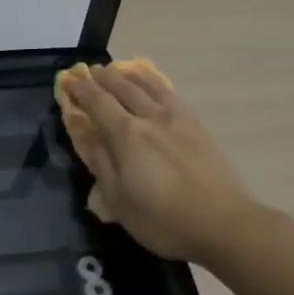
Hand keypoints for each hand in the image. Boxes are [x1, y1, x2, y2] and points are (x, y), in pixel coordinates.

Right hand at [60, 64, 261, 261]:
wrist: (224, 224)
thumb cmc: (163, 220)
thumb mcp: (119, 201)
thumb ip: (102, 165)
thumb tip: (90, 139)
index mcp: (127, 135)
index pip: (98, 103)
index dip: (82, 90)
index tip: (69, 79)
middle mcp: (151, 118)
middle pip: (124, 88)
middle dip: (104, 78)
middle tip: (90, 71)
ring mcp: (178, 120)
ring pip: (150, 87)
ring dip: (131, 76)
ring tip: (120, 70)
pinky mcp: (198, 127)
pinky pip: (171, 95)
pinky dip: (156, 85)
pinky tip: (155, 87)